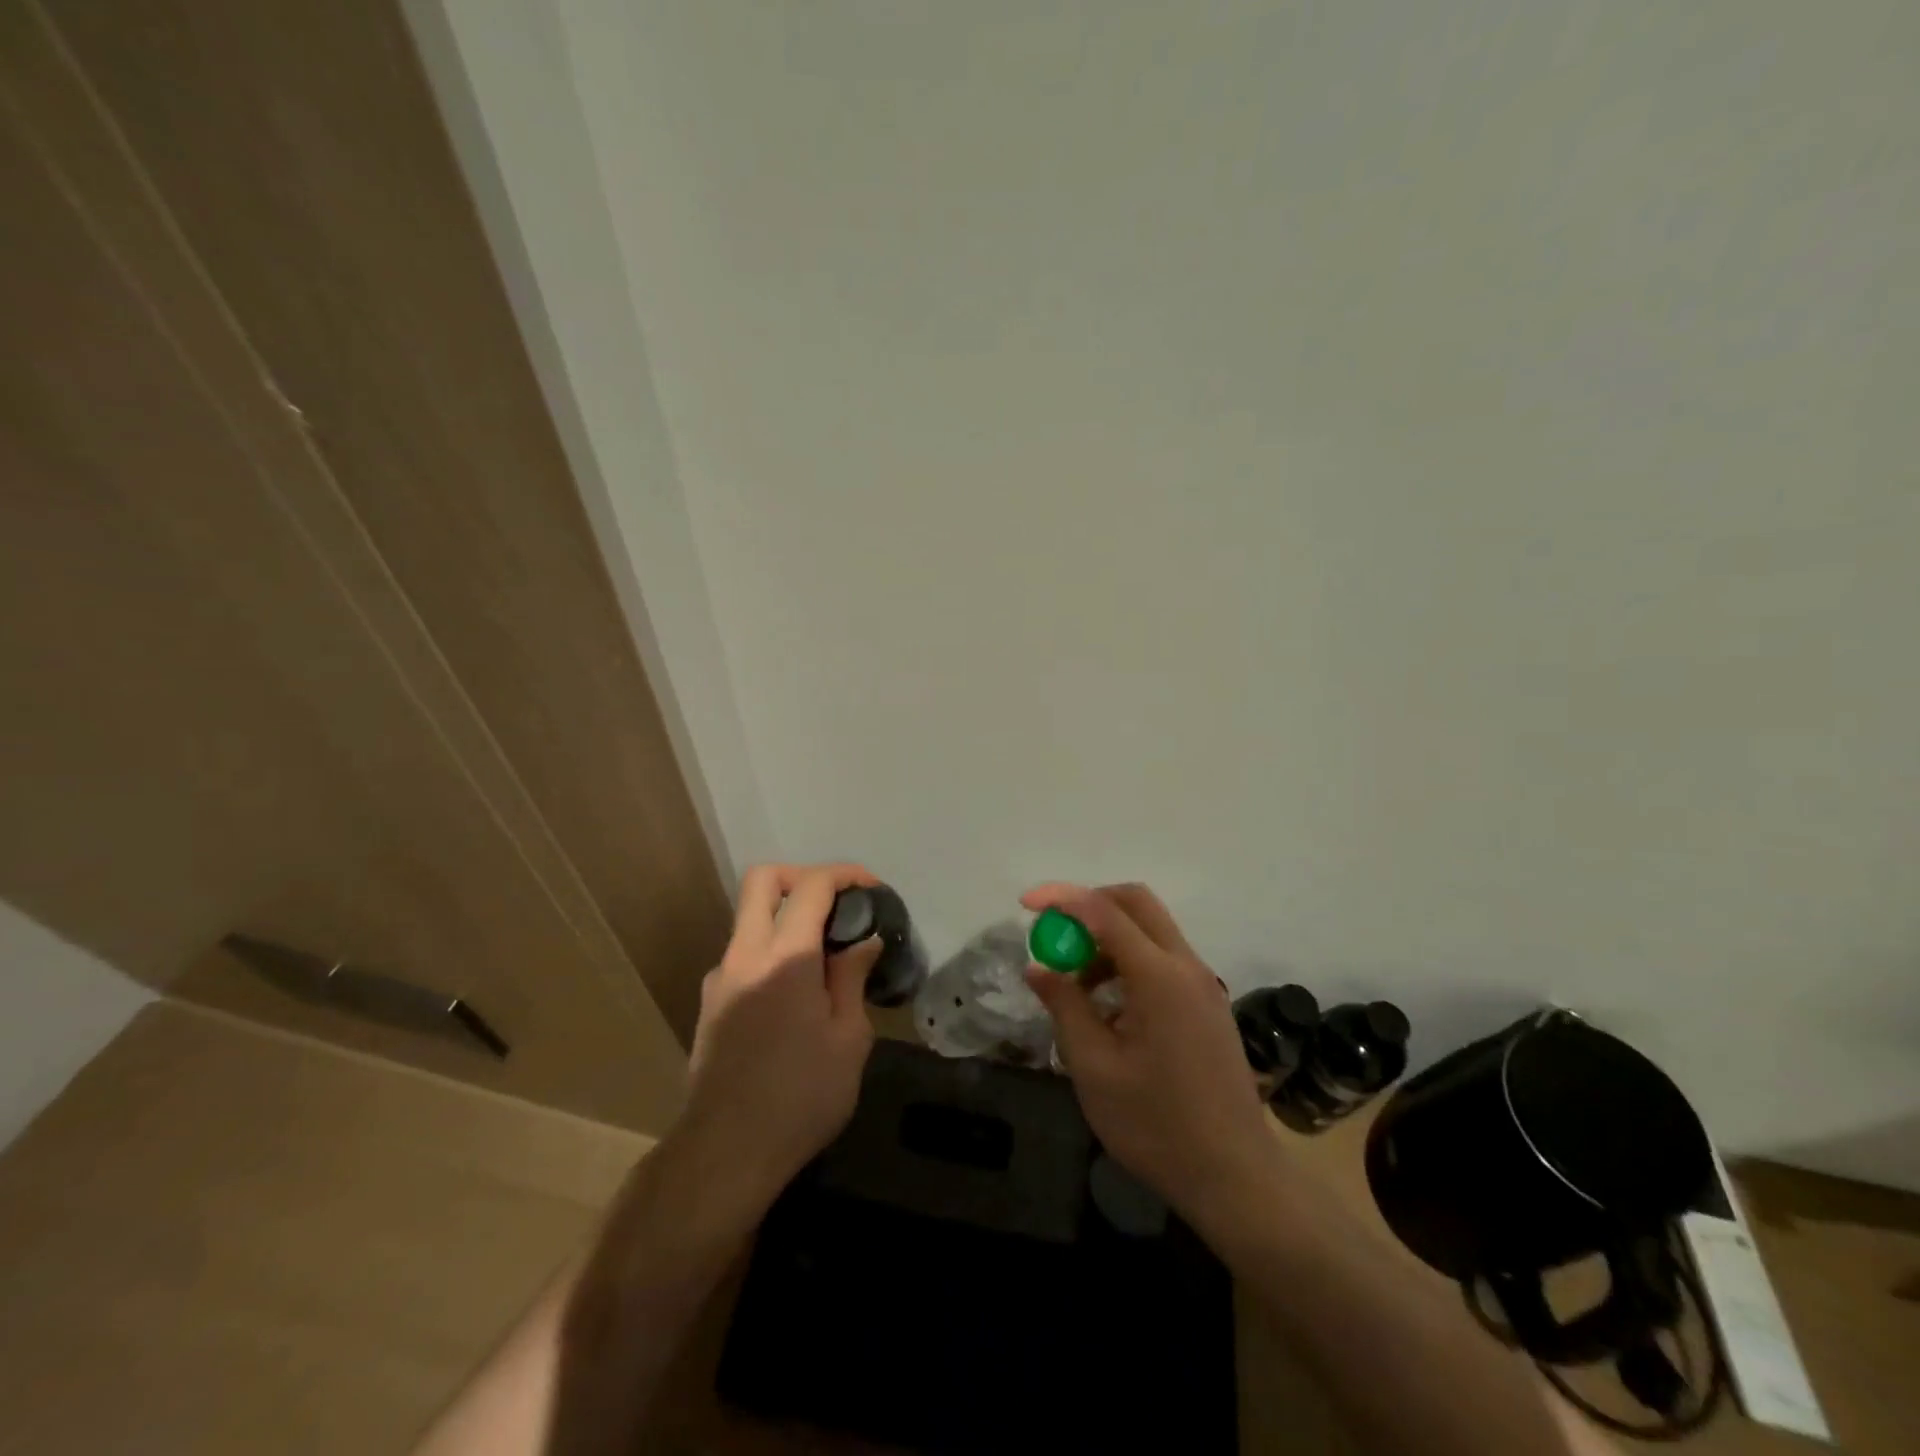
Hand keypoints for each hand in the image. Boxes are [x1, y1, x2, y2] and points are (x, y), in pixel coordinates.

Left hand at [675, 862, 883, 1210]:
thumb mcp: (848, 1039)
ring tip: (824, 958)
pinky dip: (772, 953)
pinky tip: (796, 995)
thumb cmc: (800, 1097)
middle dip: (803, 877)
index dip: (845, 875)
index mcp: (784, 956)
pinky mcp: (710, 1004)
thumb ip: (852, 979)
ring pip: (750, 919)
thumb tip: (862, 942)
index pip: (811, 886)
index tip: (872, 889)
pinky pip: (744, 956)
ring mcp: (720, 978)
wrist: (725, 1153)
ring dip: (787, 919)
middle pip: (763, 881)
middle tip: (836, 904)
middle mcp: (744, 954)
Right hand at [1022, 882, 1279, 1233]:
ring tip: (1077, 987)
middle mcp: (1186, 966)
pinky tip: (1109, 1008)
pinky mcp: (1208, 1004)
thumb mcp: (1094, 1068)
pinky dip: (1129, 960)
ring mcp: (1203, 984)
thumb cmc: (1156, 1126)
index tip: (1025, 903)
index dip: (1062, 899)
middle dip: (1089, 905)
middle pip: (1136, 903)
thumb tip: (1038, 967)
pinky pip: (1163, 959)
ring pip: (1151, 929)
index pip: (1104, 911)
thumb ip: (1064, 1007)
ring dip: (1108, 937)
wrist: (1235, 1178)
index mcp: (1159, 977)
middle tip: (1056, 935)